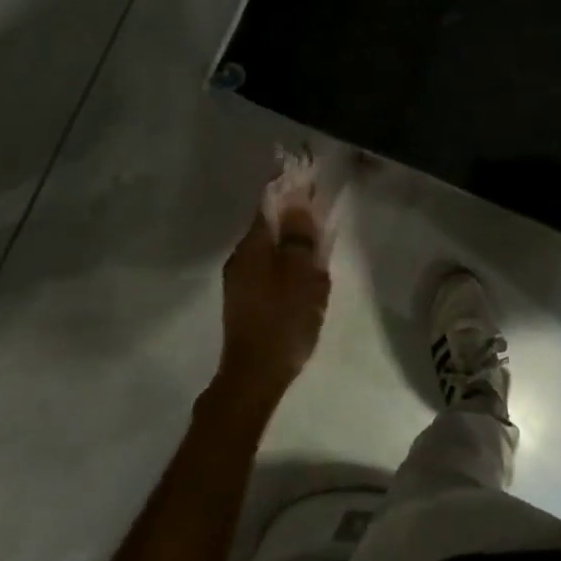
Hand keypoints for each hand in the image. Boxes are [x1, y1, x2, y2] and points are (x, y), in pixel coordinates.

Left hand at [216, 205, 331, 405]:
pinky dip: (287, 270)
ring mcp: (240, 284)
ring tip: (317, 254)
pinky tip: (304, 284)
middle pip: (269, 228)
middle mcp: (240, 259)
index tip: (310, 182)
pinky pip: (269, 274)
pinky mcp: (246, 305)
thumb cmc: (282, 320)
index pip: (269, 204)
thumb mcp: (300, 275)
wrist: (253, 378)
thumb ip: (299, 237)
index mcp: (251, 247)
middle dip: (294, 221)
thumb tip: (297, 202)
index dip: (290, 191)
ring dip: (292, 248)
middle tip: (321, 220)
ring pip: (270, 252)